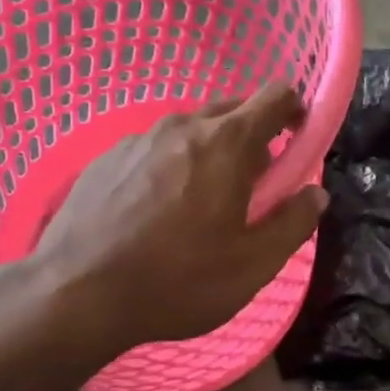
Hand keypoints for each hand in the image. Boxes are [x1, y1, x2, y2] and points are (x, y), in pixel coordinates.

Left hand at [22, 84, 328, 351]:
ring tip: (200, 204)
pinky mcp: (106, 156)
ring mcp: (139, 138)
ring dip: (210, 152)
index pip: (275, 95)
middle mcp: (183, 125)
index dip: (295, 111)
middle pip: (233, 110)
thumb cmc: (177, 281)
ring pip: (192, 129)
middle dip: (253, 138)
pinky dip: (171, 165)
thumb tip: (314, 193)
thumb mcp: (253, 265)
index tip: (296, 141)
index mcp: (226, 142)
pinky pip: (155, 147)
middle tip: (251, 188)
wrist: (74, 295)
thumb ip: (293, 223)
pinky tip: (156, 211)